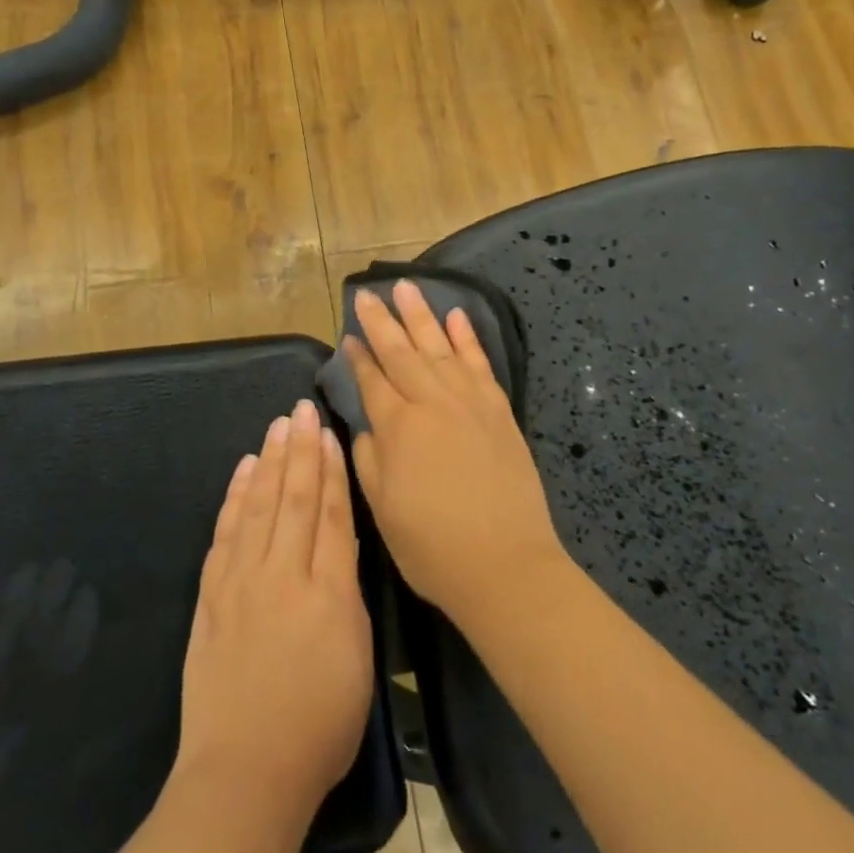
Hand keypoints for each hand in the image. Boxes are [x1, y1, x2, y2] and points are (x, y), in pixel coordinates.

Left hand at [174, 400, 374, 830]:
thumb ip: (347, 592)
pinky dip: (234, 498)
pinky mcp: (211, 597)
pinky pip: (224, 534)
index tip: (329, 431)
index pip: (330, 514)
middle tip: (300, 408)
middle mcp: (281, 574)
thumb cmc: (319, 724)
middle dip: (299, 450)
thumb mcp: (357, 656)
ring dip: (268, 462)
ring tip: (276, 427)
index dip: (330, 469)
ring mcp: (240, 583)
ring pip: (258, 506)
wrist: (245, 771)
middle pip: (293, 498)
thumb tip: (340, 543)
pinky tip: (242, 473)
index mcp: (327, 591)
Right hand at [345, 281, 570, 624]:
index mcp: (398, 428)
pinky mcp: (499, 411)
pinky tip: (457, 317)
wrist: (505, 565)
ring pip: (440, 348)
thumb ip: (368, 460)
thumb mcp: (382, 510)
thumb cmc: (433, 546)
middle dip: (382, 322)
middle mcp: (432, 404)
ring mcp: (470, 403)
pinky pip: (479, 364)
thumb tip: (367, 426)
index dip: (358, 357)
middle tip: (367, 294)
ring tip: (407, 288)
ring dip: (422, 316)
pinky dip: (467, 339)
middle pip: (402, 353)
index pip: (372, 380)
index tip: (348, 336)